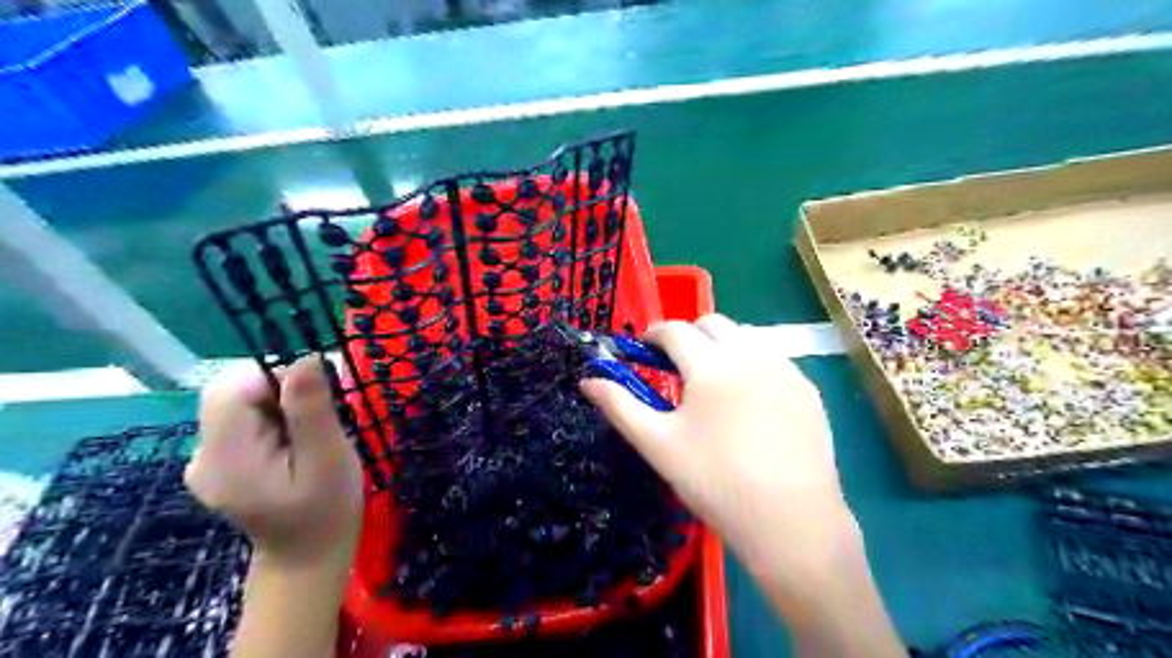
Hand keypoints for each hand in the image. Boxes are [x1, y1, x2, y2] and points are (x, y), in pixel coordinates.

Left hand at [188, 357, 361, 568]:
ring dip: (279, 402)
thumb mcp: (328, 459)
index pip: (232, 388)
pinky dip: (273, 416)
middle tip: (318, 416)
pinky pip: (243, 418)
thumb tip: (306, 357)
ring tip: (310, 433)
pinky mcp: (220, 459)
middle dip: (280, 389)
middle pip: (231, 392)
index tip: (318, 394)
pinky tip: (294, 441)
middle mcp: (202, 455)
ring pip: (239, 401)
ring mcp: (207, 458)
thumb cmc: (326, 510)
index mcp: (225, 458)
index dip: (276, 376)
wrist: (307, 557)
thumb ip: (311, 410)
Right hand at [581, 313, 857, 591]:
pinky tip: (748, 402)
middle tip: (676, 367)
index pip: (675, 330)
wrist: (790, 521)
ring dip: (722, 347)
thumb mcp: (658, 444)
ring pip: (746, 337)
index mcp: (710, 365)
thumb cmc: (714, 481)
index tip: (643, 349)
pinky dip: (752, 365)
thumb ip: (620, 406)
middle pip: (713, 324)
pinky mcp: (807, 390)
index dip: (653, 334)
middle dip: (689, 335)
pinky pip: (773, 360)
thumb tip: (587, 382)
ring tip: (712, 383)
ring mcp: (785, 370)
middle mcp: (750, 355)